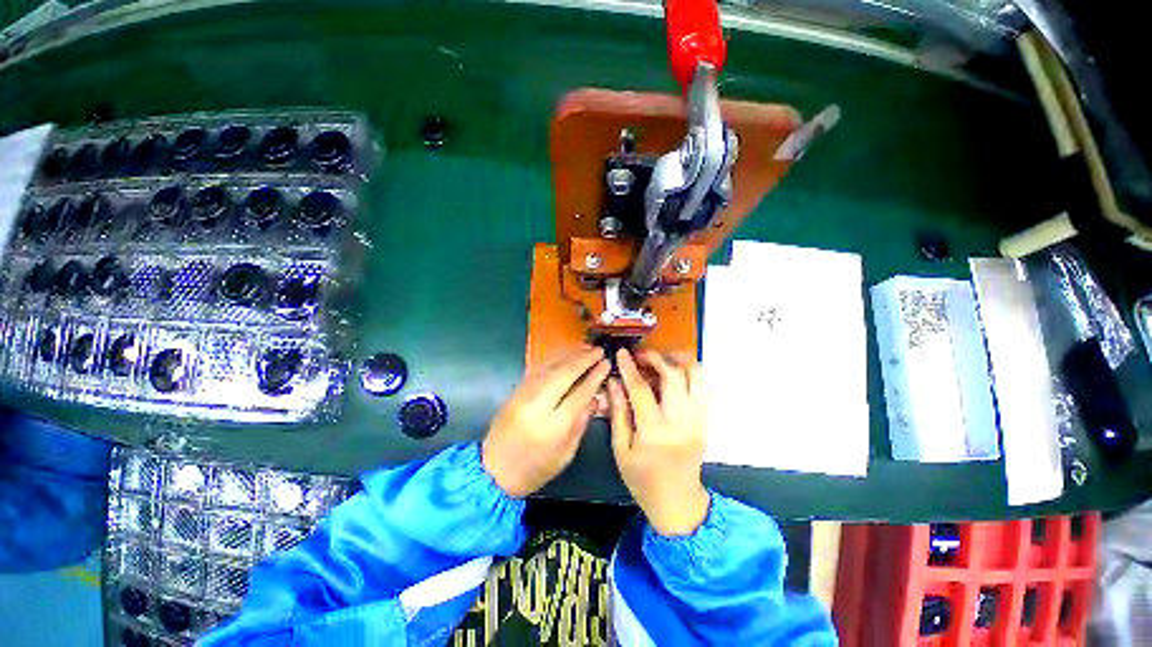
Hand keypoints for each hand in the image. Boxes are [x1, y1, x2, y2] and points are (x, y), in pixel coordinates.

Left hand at [483, 348, 609, 497]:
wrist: (494, 471)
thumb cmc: (535, 469)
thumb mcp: (566, 453)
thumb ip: (581, 422)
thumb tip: (594, 396)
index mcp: (554, 425)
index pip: (580, 393)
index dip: (595, 376)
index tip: (606, 364)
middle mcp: (538, 405)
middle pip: (564, 374)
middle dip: (584, 359)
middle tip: (599, 350)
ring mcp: (524, 395)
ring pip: (550, 367)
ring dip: (570, 355)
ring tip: (585, 348)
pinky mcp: (515, 391)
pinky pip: (537, 369)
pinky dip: (553, 360)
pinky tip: (565, 355)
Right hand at [608, 349, 709, 535]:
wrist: (678, 501)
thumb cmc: (643, 478)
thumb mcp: (621, 448)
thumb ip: (618, 412)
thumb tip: (614, 382)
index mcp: (655, 430)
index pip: (641, 388)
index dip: (630, 367)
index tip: (621, 352)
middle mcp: (681, 420)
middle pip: (674, 375)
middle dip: (656, 358)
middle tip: (641, 356)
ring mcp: (698, 419)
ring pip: (697, 376)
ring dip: (679, 362)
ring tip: (661, 362)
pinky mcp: (706, 420)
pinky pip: (704, 387)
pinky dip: (690, 375)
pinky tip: (674, 377)